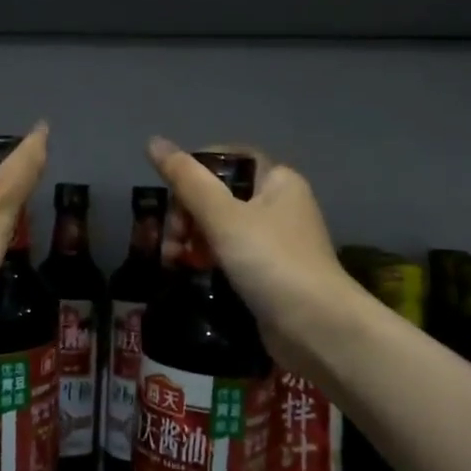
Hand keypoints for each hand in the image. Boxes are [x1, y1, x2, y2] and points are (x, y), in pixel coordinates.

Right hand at [146, 137, 361, 362]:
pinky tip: (191, 273)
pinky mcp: (269, 273)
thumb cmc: (270, 261)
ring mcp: (275, 241)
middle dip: (187, 213)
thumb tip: (153, 141)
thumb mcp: (223, 216)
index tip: (170, 196)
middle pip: (219, 194)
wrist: (317, 328)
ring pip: (221, 227)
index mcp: (277, 180)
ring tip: (174, 260)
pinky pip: (230, 255)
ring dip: (192, 239)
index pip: (226, 159)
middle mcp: (279, 205)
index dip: (194, 171)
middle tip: (171, 239)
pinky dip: (208, 260)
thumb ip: (186, 179)